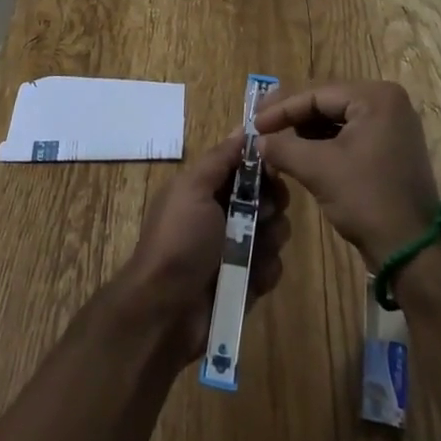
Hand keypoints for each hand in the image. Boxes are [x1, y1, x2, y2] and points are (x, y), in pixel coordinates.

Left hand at [118, 134, 289, 366]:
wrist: (165, 311)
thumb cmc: (179, 241)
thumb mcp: (193, 189)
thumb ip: (220, 158)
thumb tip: (242, 129)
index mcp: (207, 189)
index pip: (246, 166)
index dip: (263, 165)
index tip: (274, 169)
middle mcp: (223, 215)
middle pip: (266, 197)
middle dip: (272, 203)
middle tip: (263, 215)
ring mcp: (236, 250)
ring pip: (274, 232)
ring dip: (270, 239)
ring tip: (253, 252)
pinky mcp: (247, 282)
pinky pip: (272, 267)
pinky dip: (265, 271)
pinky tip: (252, 278)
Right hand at [255, 81, 439, 269]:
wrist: (413, 250)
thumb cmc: (366, 199)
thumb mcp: (318, 169)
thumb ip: (284, 148)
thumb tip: (258, 140)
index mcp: (376, 97)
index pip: (318, 94)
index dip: (282, 109)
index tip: (254, 124)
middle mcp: (388, 102)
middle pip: (328, 104)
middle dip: (294, 119)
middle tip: (262, 129)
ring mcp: (393, 126)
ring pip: (338, 121)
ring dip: (307, 133)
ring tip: (277, 143)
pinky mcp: (391, 149)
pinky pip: (351, 136)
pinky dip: (326, 145)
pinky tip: (301, 155)